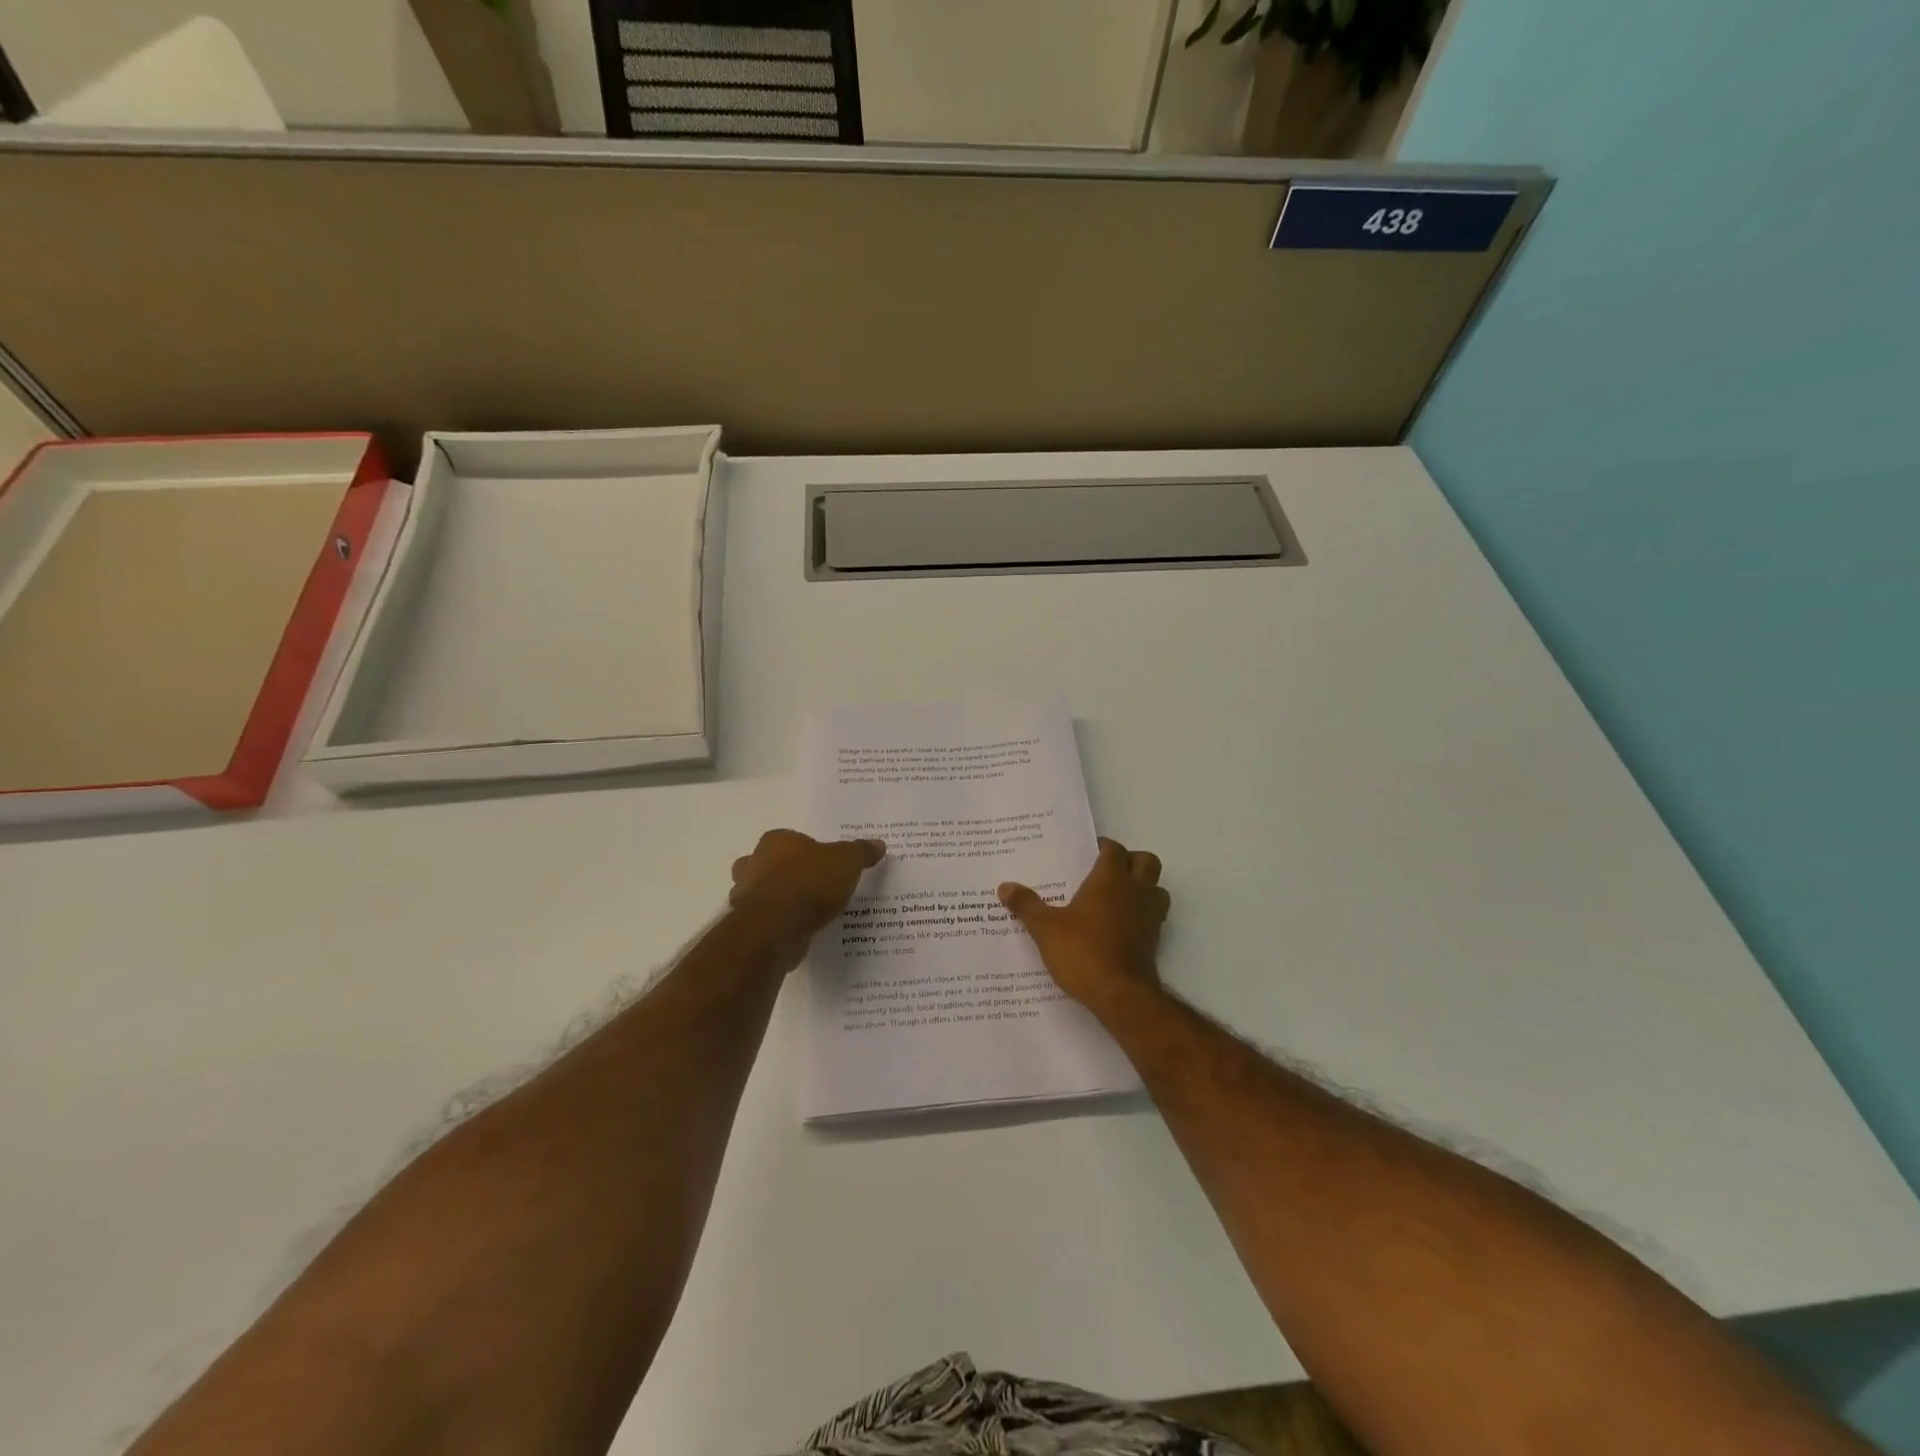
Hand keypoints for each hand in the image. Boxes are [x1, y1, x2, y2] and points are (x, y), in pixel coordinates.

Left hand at [731, 829, 884, 945]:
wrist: (776, 927)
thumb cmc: (809, 882)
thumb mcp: (846, 862)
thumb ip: (860, 852)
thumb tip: (878, 844)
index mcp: (776, 841)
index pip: (790, 840)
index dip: (807, 851)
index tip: (825, 865)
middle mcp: (754, 863)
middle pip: (770, 865)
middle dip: (787, 874)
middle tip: (815, 887)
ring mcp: (746, 896)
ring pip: (765, 894)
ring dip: (782, 901)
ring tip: (810, 913)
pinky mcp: (749, 925)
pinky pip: (768, 920)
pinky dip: (781, 924)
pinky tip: (801, 931)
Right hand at [998, 838, 1169, 1013]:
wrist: (1121, 995)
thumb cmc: (1083, 952)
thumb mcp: (1045, 929)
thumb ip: (1027, 905)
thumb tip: (1005, 887)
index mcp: (1110, 879)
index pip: (1114, 849)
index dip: (1102, 847)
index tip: (1086, 852)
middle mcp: (1136, 891)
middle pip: (1146, 861)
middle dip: (1131, 861)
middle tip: (1106, 872)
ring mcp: (1150, 916)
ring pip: (1157, 888)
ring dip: (1143, 888)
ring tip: (1118, 898)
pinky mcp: (1155, 941)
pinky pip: (1154, 916)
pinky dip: (1142, 915)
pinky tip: (1120, 927)